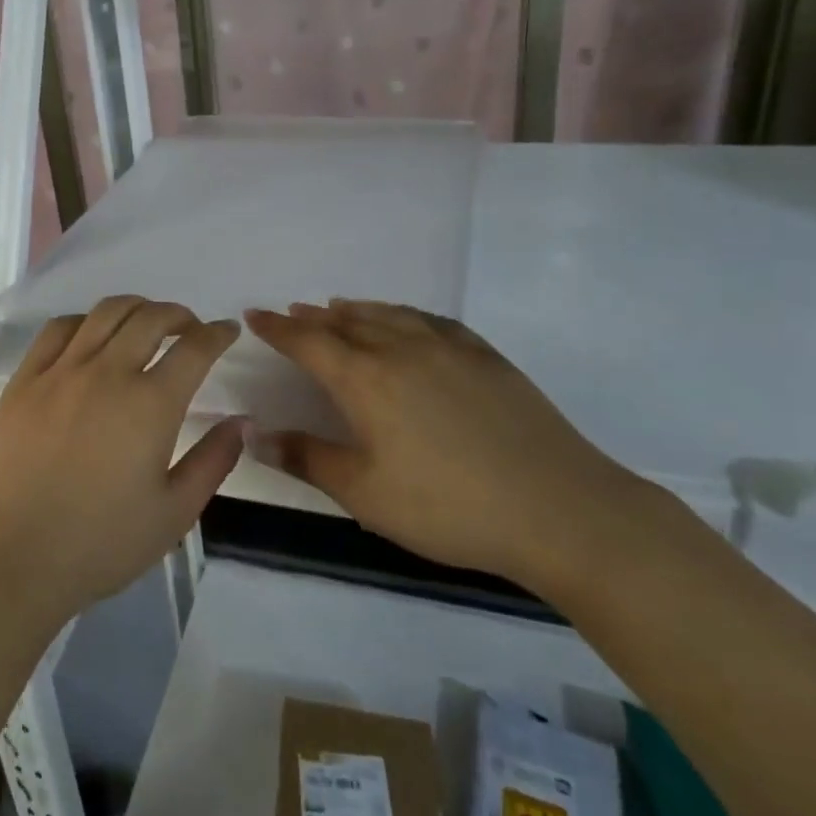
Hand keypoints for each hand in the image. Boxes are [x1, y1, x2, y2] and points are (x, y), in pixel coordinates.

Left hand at [0, 296, 243, 628]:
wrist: (13, 557)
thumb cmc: (100, 543)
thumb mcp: (174, 513)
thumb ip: (213, 461)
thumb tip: (243, 420)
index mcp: (150, 404)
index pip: (194, 348)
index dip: (217, 333)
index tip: (227, 331)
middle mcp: (108, 373)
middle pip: (150, 317)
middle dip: (179, 315)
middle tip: (190, 328)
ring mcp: (61, 371)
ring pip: (105, 313)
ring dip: (135, 308)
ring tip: (145, 323)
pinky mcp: (25, 379)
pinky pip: (59, 329)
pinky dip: (86, 321)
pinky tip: (91, 337)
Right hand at [244, 300, 646, 590]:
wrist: (559, 509)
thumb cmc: (448, 507)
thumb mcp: (365, 494)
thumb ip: (307, 458)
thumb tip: (255, 434)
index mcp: (365, 380)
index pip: (308, 342)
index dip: (278, 329)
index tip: (255, 316)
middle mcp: (401, 350)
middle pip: (345, 323)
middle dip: (312, 318)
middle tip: (292, 313)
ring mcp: (448, 348)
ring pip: (388, 315)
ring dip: (355, 310)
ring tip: (336, 307)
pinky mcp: (485, 357)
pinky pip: (430, 321)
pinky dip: (403, 314)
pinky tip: (405, 321)